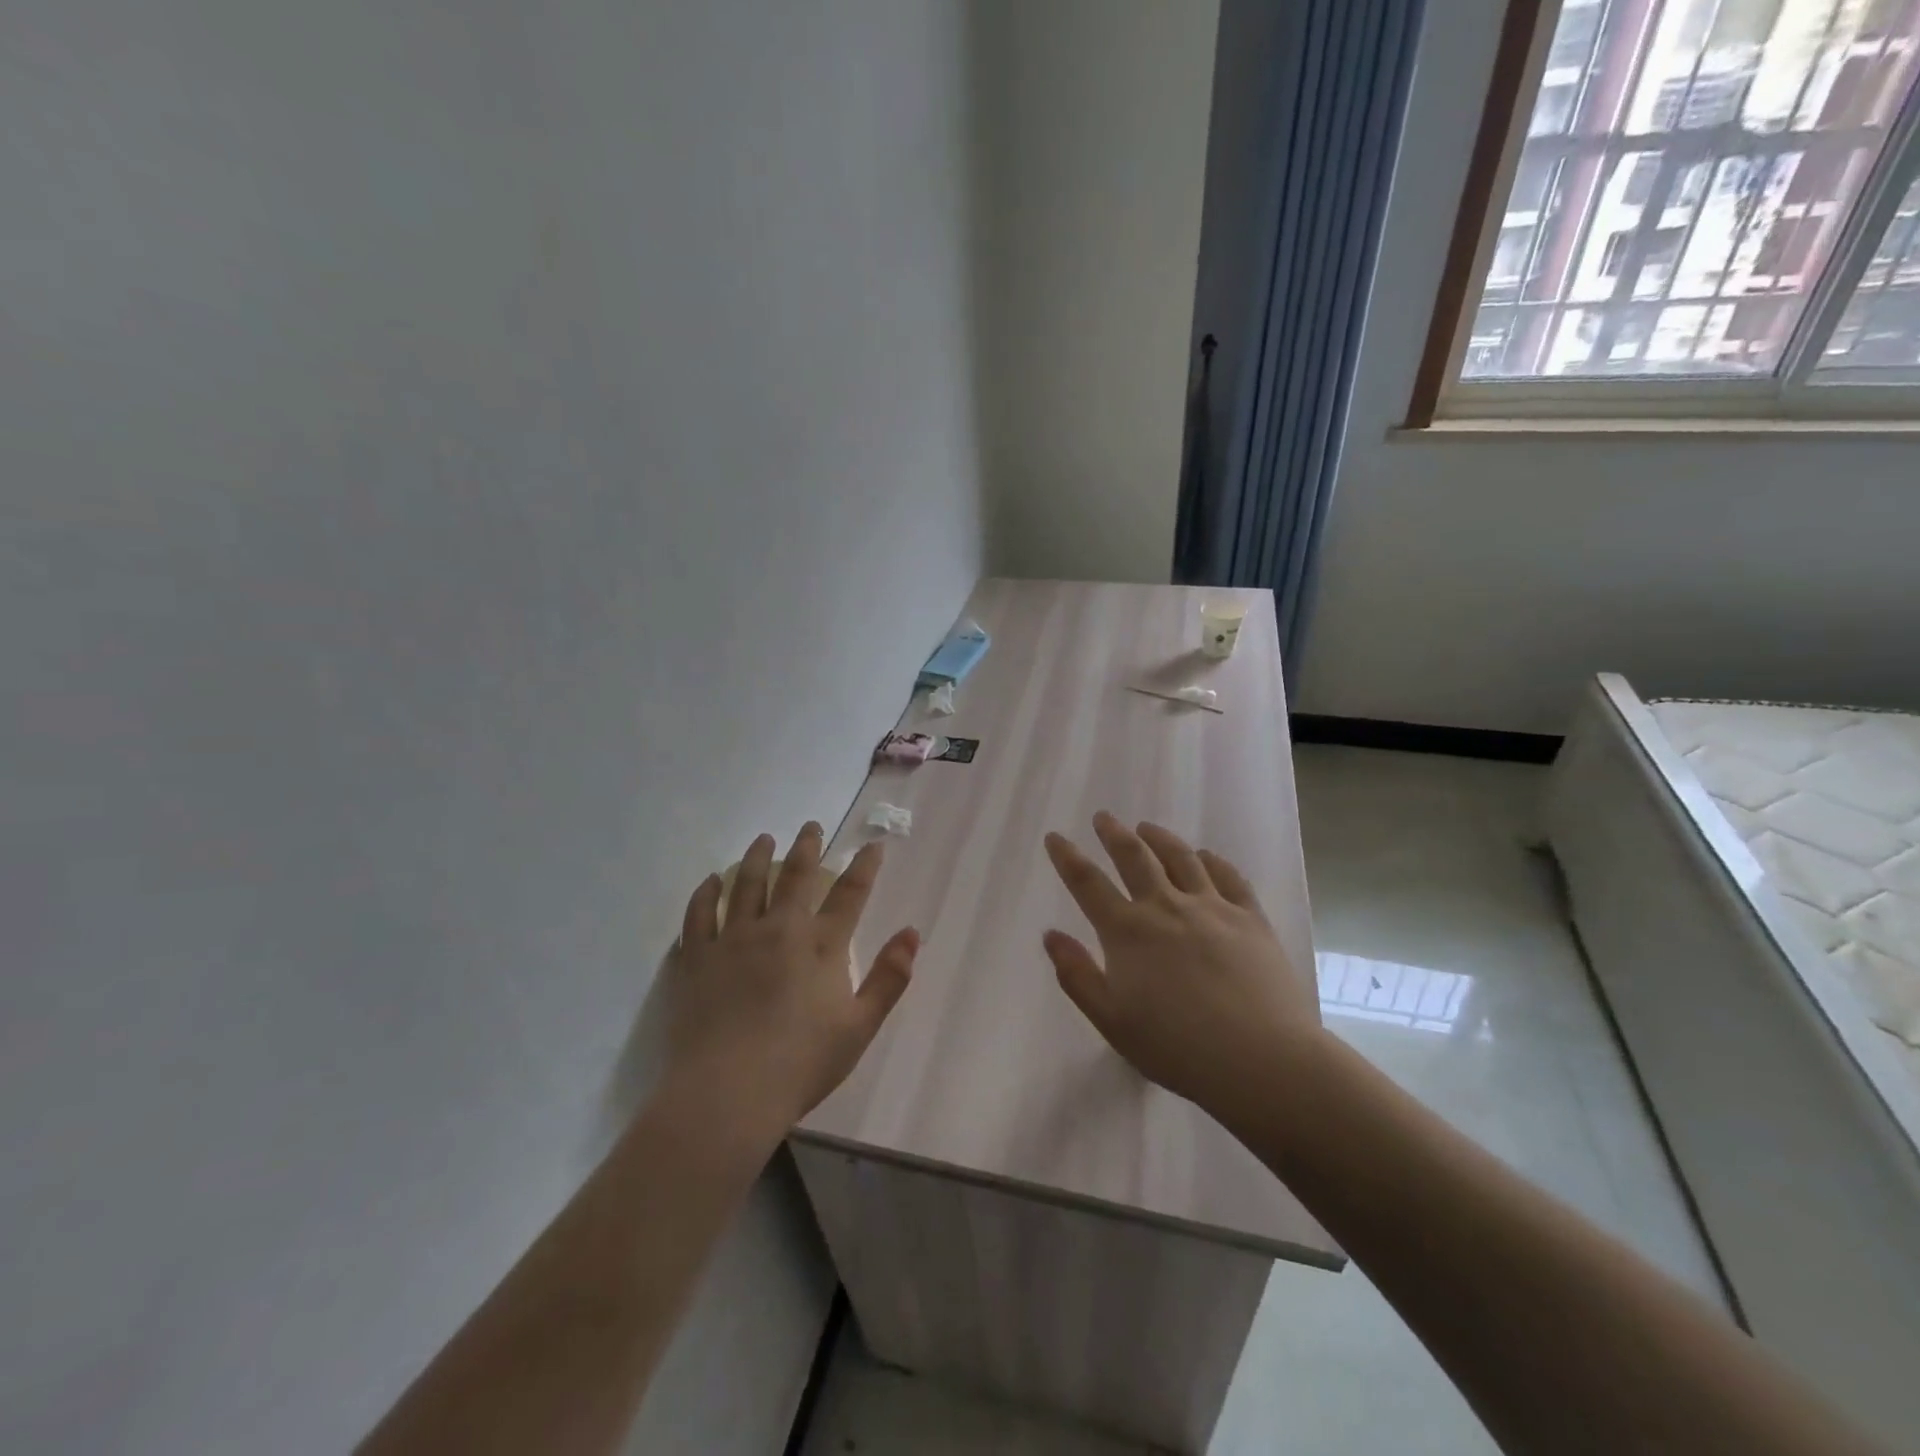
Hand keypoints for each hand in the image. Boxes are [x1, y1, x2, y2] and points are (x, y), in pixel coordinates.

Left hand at [669, 824, 918, 1136]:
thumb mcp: (860, 1027)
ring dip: (757, 857)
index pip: (849, 893)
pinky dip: (706, 892)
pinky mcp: (697, 958)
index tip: (873, 844)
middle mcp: (778, 929)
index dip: (864, 866)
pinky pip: (700, 913)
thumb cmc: (801, 1064)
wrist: (727, 1094)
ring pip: (746, 884)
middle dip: (807, 846)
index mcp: (820, 946)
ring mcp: (733, 940)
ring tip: (764, 839)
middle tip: (811, 825)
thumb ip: (889, 978)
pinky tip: (710, 881)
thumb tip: (912, 933)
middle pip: (795, 876)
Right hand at [1043, 812, 1320, 1118]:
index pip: (1088, 883)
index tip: (1055, 837)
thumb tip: (1051, 935)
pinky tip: (1205, 856)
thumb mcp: (1112, 1021)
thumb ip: (1077, 976)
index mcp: (1128, 931)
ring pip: (1180, 858)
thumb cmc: (1177, 1047)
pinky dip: (1212, 860)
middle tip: (1103, 817)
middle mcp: (1166, 907)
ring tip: (1147, 827)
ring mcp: (1212, 908)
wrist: (1261, 1059)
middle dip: (1113, 834)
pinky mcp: (1250, 918)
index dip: (1067, 857)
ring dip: (1159, 838)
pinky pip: (1228, 877)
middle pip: (1134, 857)